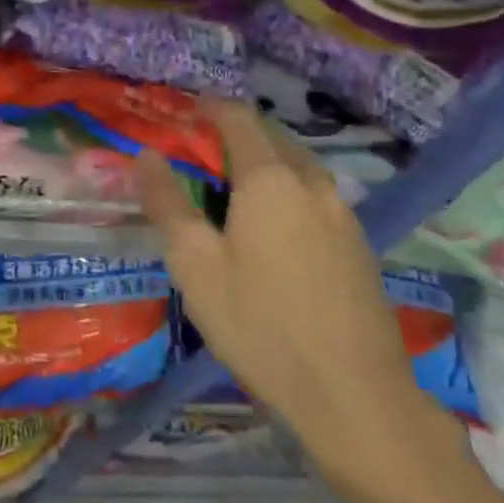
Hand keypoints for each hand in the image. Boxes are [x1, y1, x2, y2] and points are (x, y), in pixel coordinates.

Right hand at [137, 102, 503, 502]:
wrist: (354, 396)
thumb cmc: (260, 324)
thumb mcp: (195, 265)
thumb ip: (167, 204)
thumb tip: (145, 156)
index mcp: (269, 179)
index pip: (239, 119)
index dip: (210, 107)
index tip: (186, 110)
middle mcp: (311, 183)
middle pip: (273, 137)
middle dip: (237, 132)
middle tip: (203, 149)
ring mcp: (342, 213)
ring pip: (298, 166)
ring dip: (265, 161)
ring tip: (233, 185)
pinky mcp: (358, 244)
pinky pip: (315, 195)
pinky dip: (287, 189)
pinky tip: (273, 225)